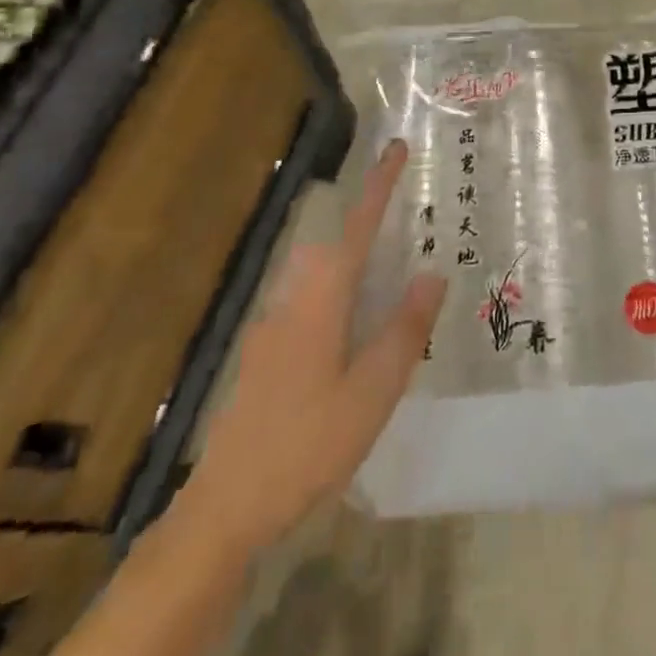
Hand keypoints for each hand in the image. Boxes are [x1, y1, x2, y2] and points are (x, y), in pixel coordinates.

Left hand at [184, 139, 445, 549]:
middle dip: (367, 227)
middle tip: (406, 233)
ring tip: (389, 291)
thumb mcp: (372, 391)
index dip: (379, 185)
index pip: (357, 227)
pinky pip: (309, 307)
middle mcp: (294, 302)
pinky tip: (352, 344)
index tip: (396, 146)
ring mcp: (273, 330)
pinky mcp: (264, 358)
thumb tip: (432, 272)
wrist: (223, 509)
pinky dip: (338, 302)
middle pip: (335, 248)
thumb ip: (404, 328)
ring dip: (353, 268)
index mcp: (322, 301)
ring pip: (320, 279)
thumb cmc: (305, 445)